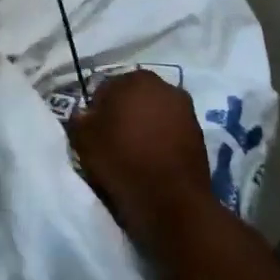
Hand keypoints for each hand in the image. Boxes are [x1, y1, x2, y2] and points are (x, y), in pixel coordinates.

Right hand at [69, 71, 217, 243]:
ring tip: (133, 151)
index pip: (106, 89)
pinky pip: (170, 130)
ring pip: (154, 113)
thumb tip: (86, 114)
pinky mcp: (199, 132)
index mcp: (134, 79)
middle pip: (133, 97)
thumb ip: (79, 119)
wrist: (170, 199)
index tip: (92, 131)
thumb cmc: (122, 161)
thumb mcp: (83, 139)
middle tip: (111, 140)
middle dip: (123, 113)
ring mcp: (186, 108)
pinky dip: (161, 139)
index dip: (96, 110)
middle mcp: (164, 85)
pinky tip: (152, 158)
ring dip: (144, 125)